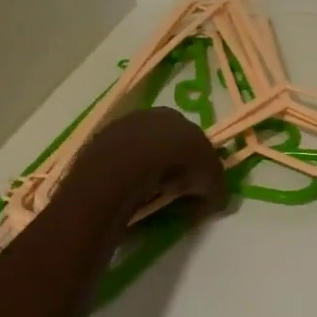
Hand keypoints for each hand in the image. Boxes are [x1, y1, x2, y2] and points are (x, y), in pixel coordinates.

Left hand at [64, 106, 225, 222]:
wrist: (128, 165)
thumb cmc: (176, 165)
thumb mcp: (210, 180)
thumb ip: (217, 188)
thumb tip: (218, 200)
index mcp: (177, 117)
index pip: (191, 138)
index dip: (196, 162)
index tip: (197, 184)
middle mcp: (148, 116)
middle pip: (163, 142)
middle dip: (170, 164)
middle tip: (174, 190)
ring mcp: (119, 128)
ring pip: (138, 151)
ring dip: (145, 170)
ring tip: (149, 194)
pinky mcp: (97, 145)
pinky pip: (118, 163)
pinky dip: (125, 176)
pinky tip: (128, 192)